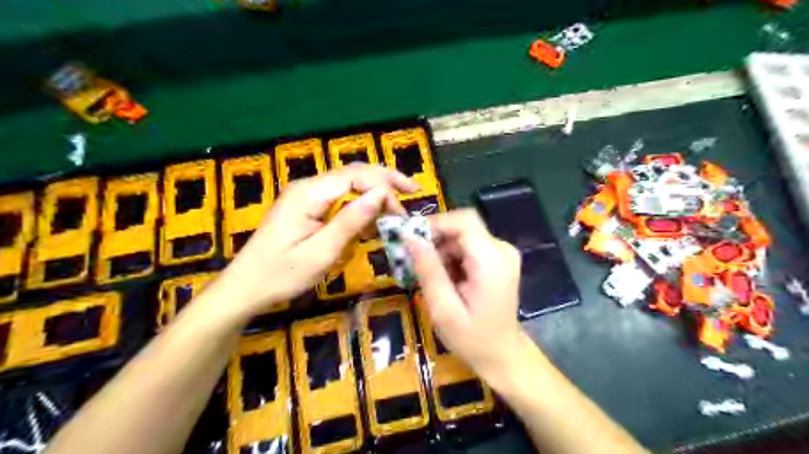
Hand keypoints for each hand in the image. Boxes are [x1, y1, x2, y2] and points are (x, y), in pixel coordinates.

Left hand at [214, 162, 416, 318]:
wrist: (245, 287)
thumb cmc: (282, 275)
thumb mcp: (322, 251)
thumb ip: (351, 220)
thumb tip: (381, 194)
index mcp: (310, 193)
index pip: (357, 175)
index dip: (386, 183)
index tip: (408, 202)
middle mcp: (308, 186)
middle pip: (354, 174)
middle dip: (384, 184)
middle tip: (409, 200)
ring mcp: (305, 195)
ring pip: (348, 185)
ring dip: (373, 196)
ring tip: (393, 215)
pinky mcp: (306, 207)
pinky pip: (338, 199)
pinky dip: (359, 207)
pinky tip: (370, 223)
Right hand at [405, 210, 525, 383]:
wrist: (503, 355)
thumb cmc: (473, 339)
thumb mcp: (443, 309)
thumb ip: (428, 271)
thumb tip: (409, 237)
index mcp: (492, 260)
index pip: (463, 221)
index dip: (434, 223)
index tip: (410, 240)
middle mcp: (501, 249)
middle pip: (461, 227)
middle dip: (435, 240)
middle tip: (415, 263)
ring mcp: (502, 253)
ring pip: (462, 235)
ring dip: (441, 250)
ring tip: (431, 277)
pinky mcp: (497, 258)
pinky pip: (468, 245)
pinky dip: (451, 257)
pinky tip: (446, 279)